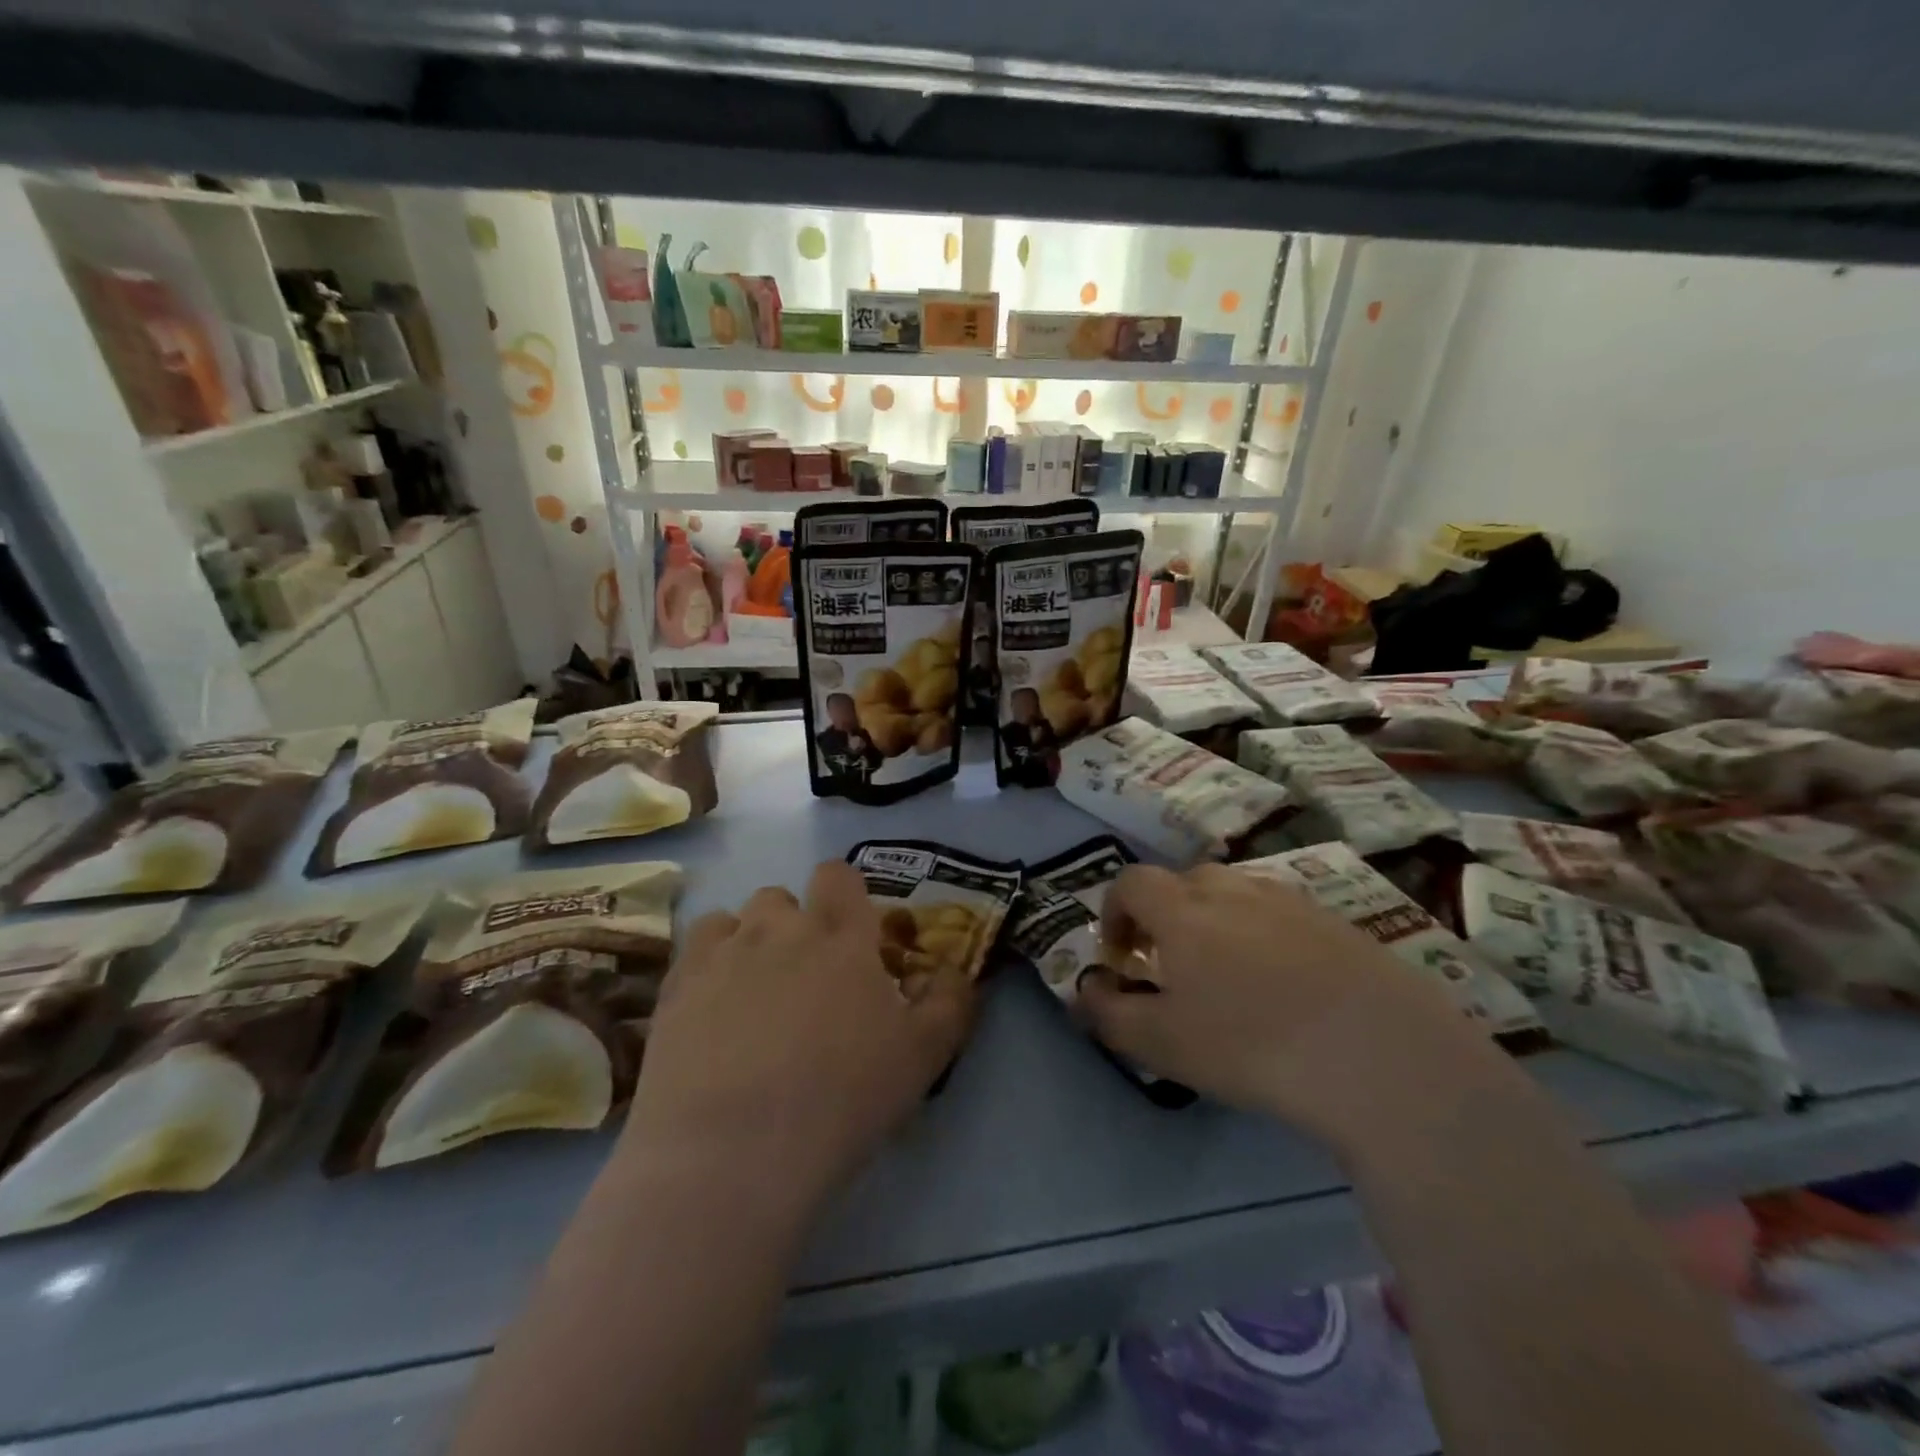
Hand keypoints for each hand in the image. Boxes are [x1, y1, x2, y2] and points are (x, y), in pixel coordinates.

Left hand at [625, 860, 973, 1214]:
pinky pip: (698, 947)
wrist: (732, 1155)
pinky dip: (711, 963)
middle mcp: (779, 926)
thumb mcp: (923, 1056)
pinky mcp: (676, 985)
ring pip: (738, 919)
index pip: (839, 874)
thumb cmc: (841, 1099)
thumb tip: (956, 970)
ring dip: (752, 943)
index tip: (854, 941)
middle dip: (797, 926)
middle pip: (784, 897)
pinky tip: (715, 1007)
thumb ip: (950, 1001)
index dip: (845, 897)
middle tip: (807, 983)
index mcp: (841, 933)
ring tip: (756, 997)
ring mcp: (723, 952)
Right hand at [1076, 863, 1491, 1148]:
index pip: (1131, 882)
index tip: (1119, 954)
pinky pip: (1282, 914)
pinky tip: (1286, 984)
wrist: (1381, 1054)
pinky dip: (1265, 934)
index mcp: (1183, 910)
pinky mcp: (1338, 922)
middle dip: (1164, 913)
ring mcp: (1291, 901)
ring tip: (1227, 972)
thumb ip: (1109, 1015)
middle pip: (1184, 881)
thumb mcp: (1162, 1043)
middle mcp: (1234, 890)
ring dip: (1215, 920)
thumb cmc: (1251, 1045)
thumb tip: (1083, 992)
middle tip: (1170, 963)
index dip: (1114, 910)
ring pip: (1236, 893)